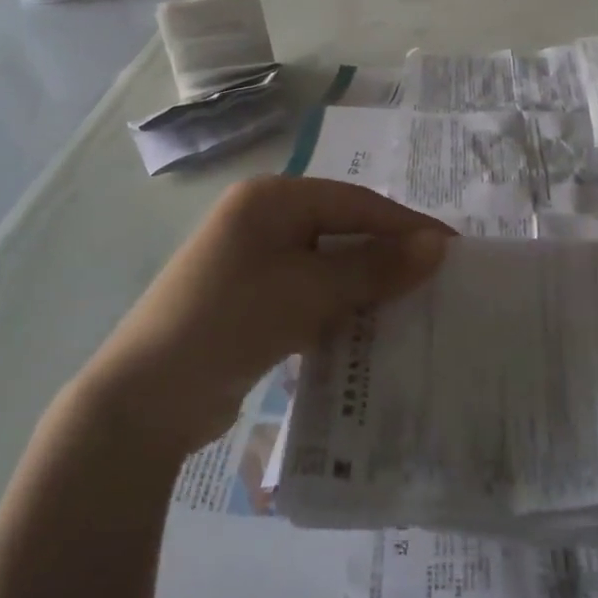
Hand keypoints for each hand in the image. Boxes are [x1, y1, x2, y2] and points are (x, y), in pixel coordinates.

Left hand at [77, 177, 451, 457]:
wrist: (144, 398)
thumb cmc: (231, 321)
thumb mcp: (309, 291)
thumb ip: (374, 267)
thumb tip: (438, 244)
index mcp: (271, 198)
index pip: (355, 202)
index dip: (405, 225)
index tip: (453, 250)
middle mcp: (261, 218)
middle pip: (341, 229)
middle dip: (386, 256)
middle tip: (436, 282)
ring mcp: (251, 260)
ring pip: (325, 263)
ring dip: (363, 285)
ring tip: (411, 308)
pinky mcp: (248, 299)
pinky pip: (306, 292)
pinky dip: (336, 307)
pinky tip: (365, 331)